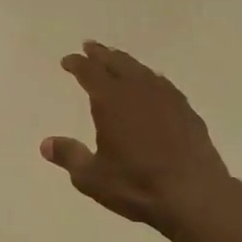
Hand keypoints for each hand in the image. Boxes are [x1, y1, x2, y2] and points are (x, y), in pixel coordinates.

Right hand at [42, 41, 235, 230]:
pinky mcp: (186, 111)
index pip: (89, 72)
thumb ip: (69, 156)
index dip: (77, 64)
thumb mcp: (92, 177)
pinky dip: (149, 79)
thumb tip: (46, 144)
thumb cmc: (137, 185)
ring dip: (126, 62)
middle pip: (116, 63)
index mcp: (111, 100)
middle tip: (90, 47)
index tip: (67, 60)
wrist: (195, 195)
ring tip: (118, 60)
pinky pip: (162, 84)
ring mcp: (166, 98)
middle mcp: (138, 90)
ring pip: (141, 70)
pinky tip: (152, 85)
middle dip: (100, 54)